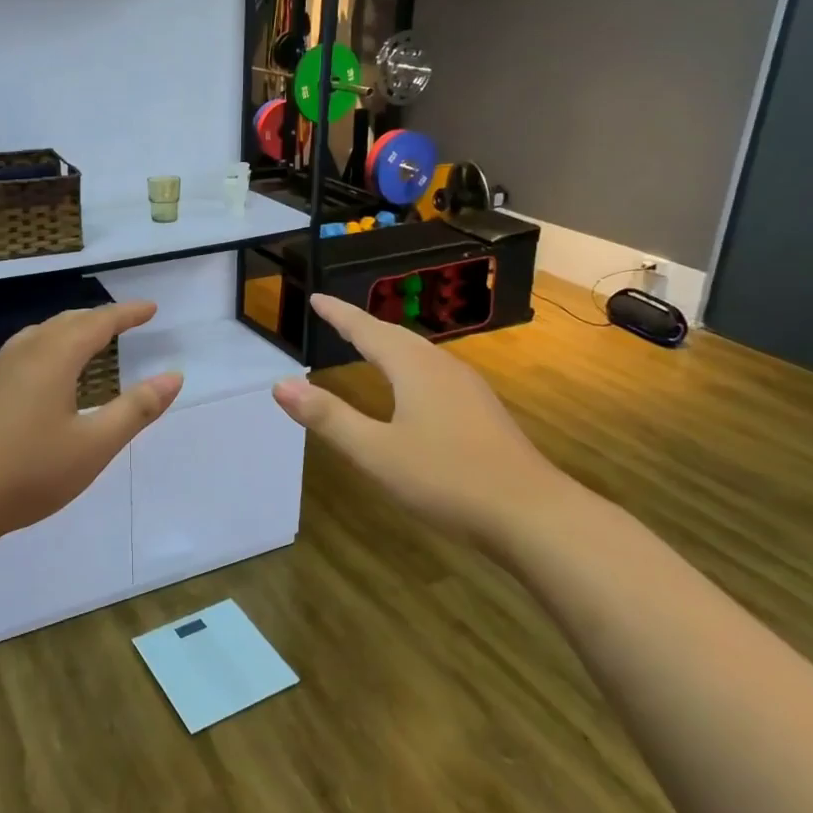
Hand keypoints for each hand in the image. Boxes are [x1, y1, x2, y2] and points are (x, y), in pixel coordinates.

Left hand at [0, 300, 181, 547]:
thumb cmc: (29, 472)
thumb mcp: (94, 446)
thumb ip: (136, 409)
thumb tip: (174, 377)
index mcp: (53, 358)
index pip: (97, 323)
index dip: (126, 314)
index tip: (150, 309)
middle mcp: (24, 353)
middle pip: (66, 322)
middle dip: (99, 317)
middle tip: (126, 321)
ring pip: (40, 333)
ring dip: (70, 328)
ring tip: (90, 338)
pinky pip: (23, 350)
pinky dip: (48, 345)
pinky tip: (46, 371)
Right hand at [272, 294, 580, 547]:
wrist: (532, 513)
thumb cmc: (447, 479)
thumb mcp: (375, 452)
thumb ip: (328, 418)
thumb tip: (281, 385)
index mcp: (414, 369)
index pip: (367, 330)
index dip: (339, 315)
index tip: (316, 298)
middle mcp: (442, 367)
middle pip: (396, 336)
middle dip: (363, 325)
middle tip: (337, 318)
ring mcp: (468, 388)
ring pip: (420, 353)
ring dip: (389, 344)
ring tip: (368, 345)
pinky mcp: (483, 411)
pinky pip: (435, 372)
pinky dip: (409, 365)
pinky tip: (412, 388)